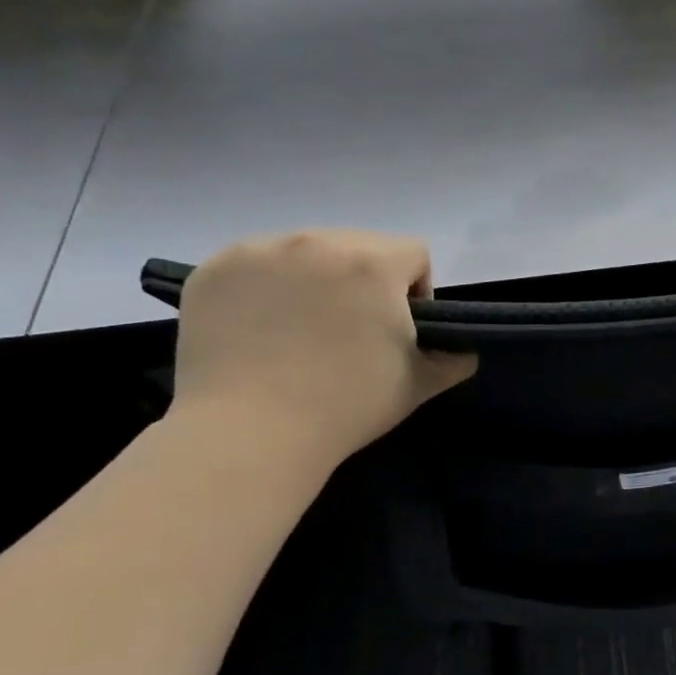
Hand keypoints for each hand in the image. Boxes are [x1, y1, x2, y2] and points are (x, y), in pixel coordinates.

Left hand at [170, 230, 476, 464]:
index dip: (417, 290)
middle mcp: (315, 240)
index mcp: (372, 262)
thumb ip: (454, 358)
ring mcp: (257, 251)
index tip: (398, 329)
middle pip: (359, 245)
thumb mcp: (419, 384)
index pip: (414, 252)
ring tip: (302, 330)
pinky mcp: (212, 269)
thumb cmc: (347, 405)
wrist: (251, 434)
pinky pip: (256, 265)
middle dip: (364, 280)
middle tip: (350, 331)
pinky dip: (266, 288)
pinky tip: (262, 329)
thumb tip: (463, 350)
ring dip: (316, 279)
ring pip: (306, 251)